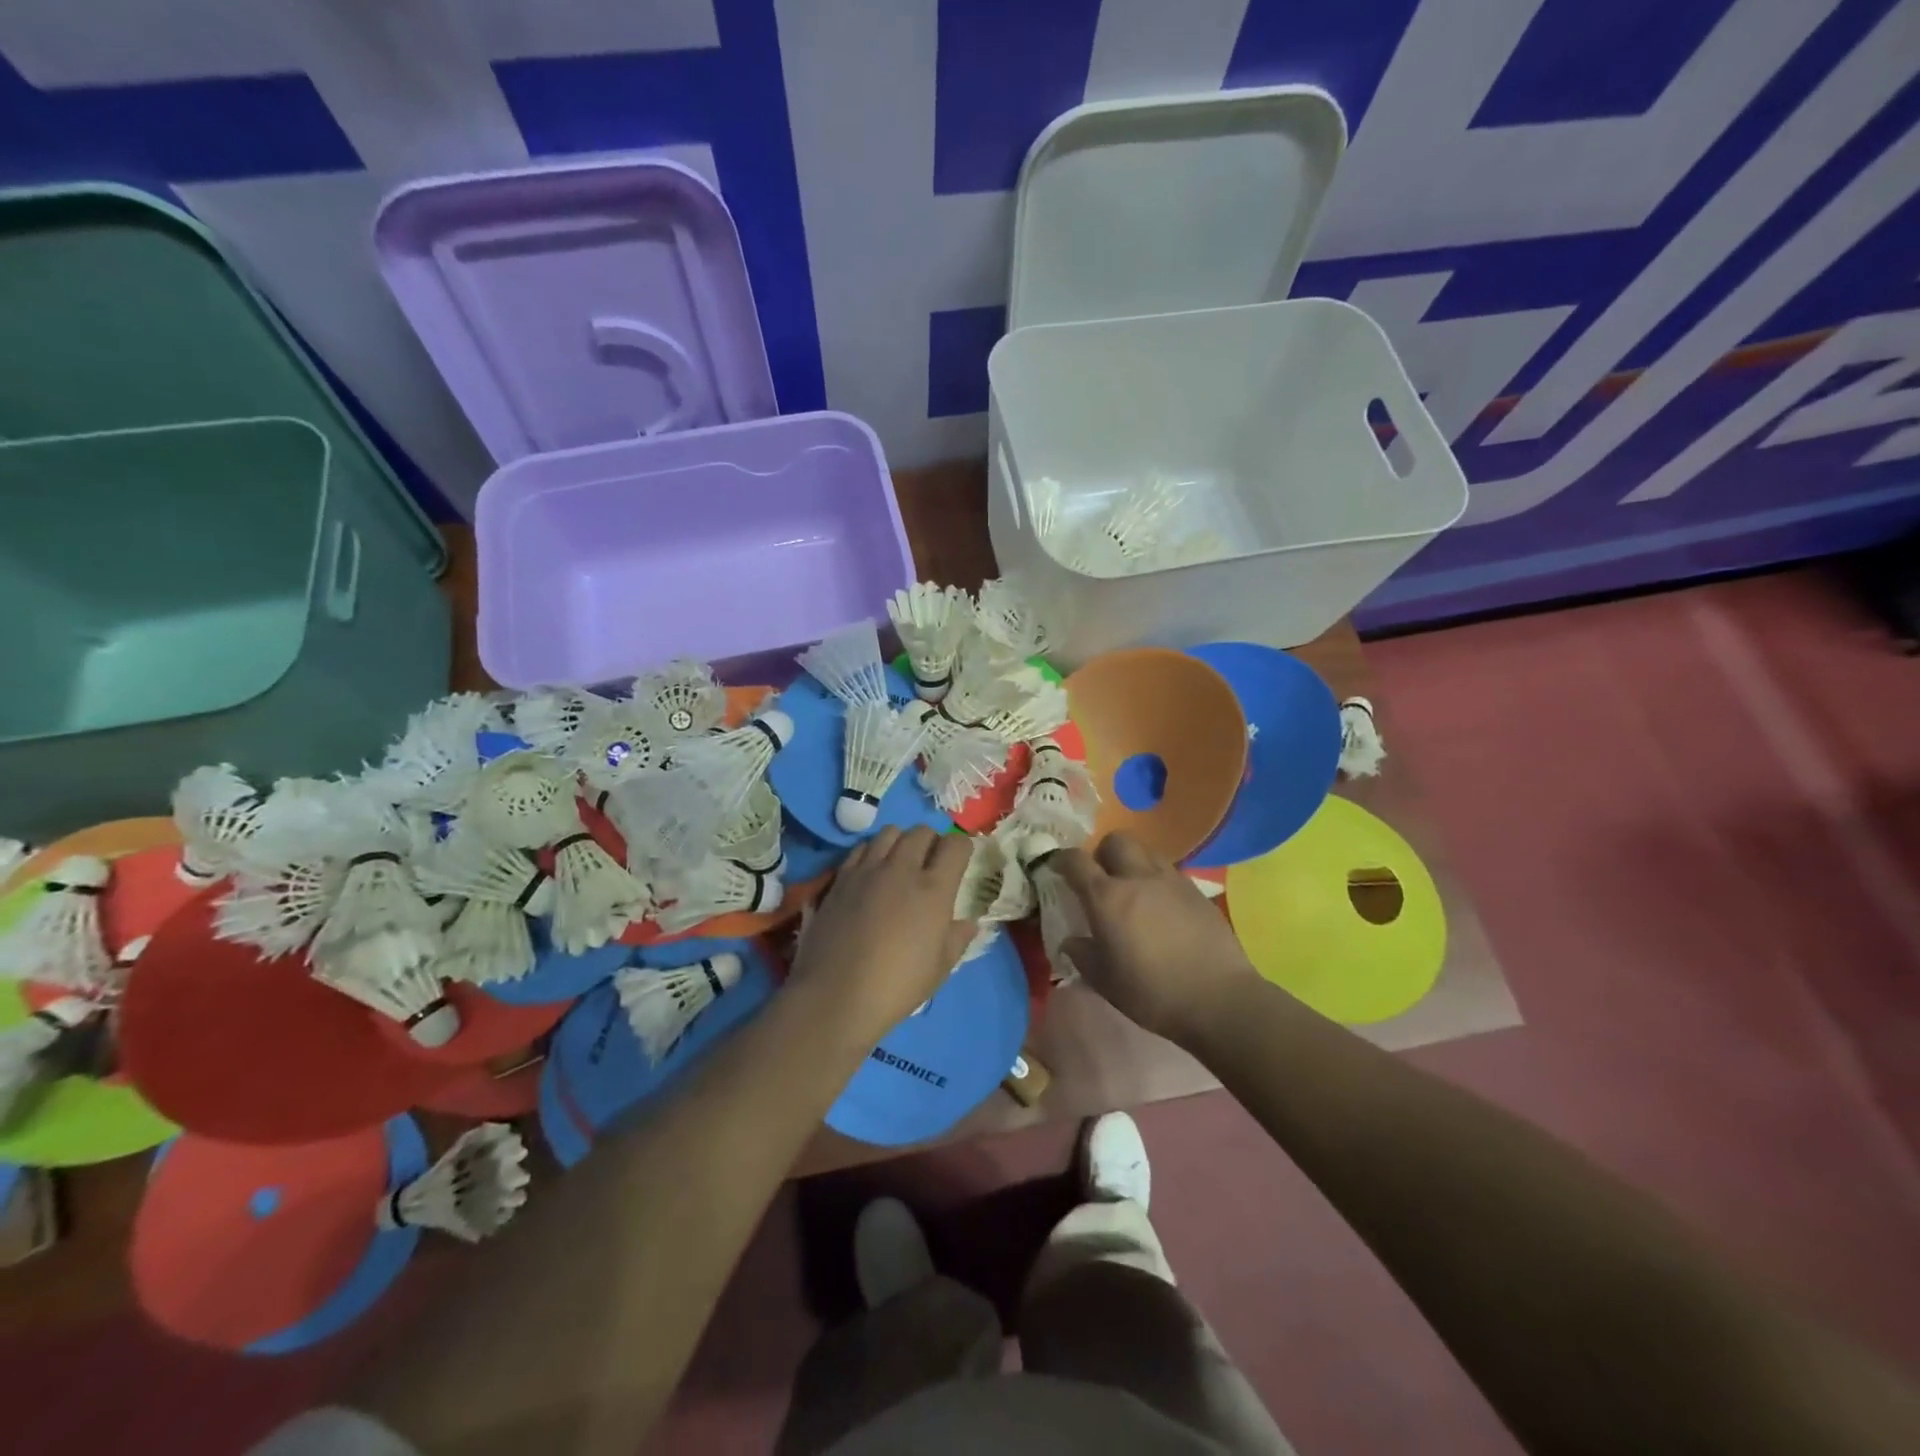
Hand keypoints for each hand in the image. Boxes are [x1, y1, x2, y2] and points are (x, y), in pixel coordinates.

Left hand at [790, 826, 976, 1044]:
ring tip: (900, 863)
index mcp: (934, 889)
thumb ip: (957, 938)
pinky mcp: (840, 878)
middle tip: (931, 863)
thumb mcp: (939, 969)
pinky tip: (871, 873)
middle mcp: (902, 869)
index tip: (960, 862)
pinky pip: (861, 848)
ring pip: (889, 832)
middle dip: (932, 841)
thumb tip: (969, 922)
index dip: (962, 848)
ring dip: (901, 842)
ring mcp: (867, 870)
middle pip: (922, 831)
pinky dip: (872, 852)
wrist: (835, 995)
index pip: (955, 845)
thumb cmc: (896, 986)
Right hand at [1049, 832, 1257, 1045]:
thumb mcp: (1105, 981)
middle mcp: (1138, 878)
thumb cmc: (1152, 992)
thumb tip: (1071, 941)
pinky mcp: (1197, 891)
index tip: (1056, 867)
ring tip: (1133, 890)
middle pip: (1116, 840)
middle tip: (1101, 877)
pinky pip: (1170, 872)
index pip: (1076, 861)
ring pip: (1146, 851)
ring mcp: (1171, 881)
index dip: (1061, 859)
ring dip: (1133, 862)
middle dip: (1103, 852)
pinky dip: (1158, 881)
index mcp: (1107, 897)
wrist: (1218, 998)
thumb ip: (1082, 955)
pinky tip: (1162, 908)